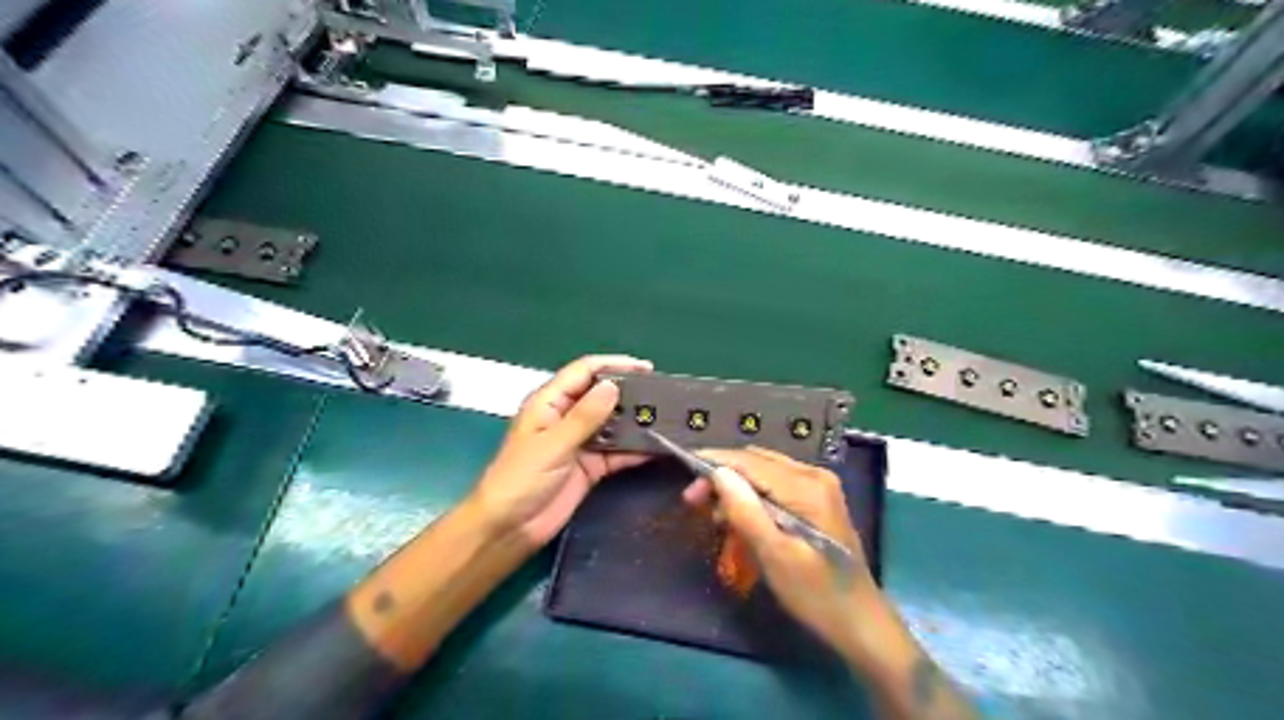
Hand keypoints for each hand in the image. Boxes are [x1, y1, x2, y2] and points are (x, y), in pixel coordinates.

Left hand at [471, 357, 653, 547]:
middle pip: (602, 395)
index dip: (615, 365)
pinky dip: (635, 450)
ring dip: (636, 422)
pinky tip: (657, 447)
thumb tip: (613, 386)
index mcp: (550, 402)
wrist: (509, 528)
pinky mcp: (590, 466)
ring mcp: (580, 442)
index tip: (646, 368)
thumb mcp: (553, 444)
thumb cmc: (520, 479)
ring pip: (613, 424)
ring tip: (668, 418)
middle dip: (630, 393)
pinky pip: (617, 452)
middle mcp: (567, 417)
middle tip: (663, 394)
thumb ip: (584, 416)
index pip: (585, 372)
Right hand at [680, 447, 894, 659]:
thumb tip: (718, 473)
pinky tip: (739, 518)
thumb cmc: (815, 593)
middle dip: (722, 476)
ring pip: (764, 472)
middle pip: (757, 462)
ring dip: (736, 488)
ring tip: (714, 516)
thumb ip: (745, 510)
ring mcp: (819, 485)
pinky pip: (776, 485)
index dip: (714, 464)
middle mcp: (814, 475)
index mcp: (806, 486)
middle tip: (693, 501)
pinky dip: (753, 497)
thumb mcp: (774, 555)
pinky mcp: (817, 499)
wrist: (859, 621)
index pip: (750, 461)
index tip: (684, 476)